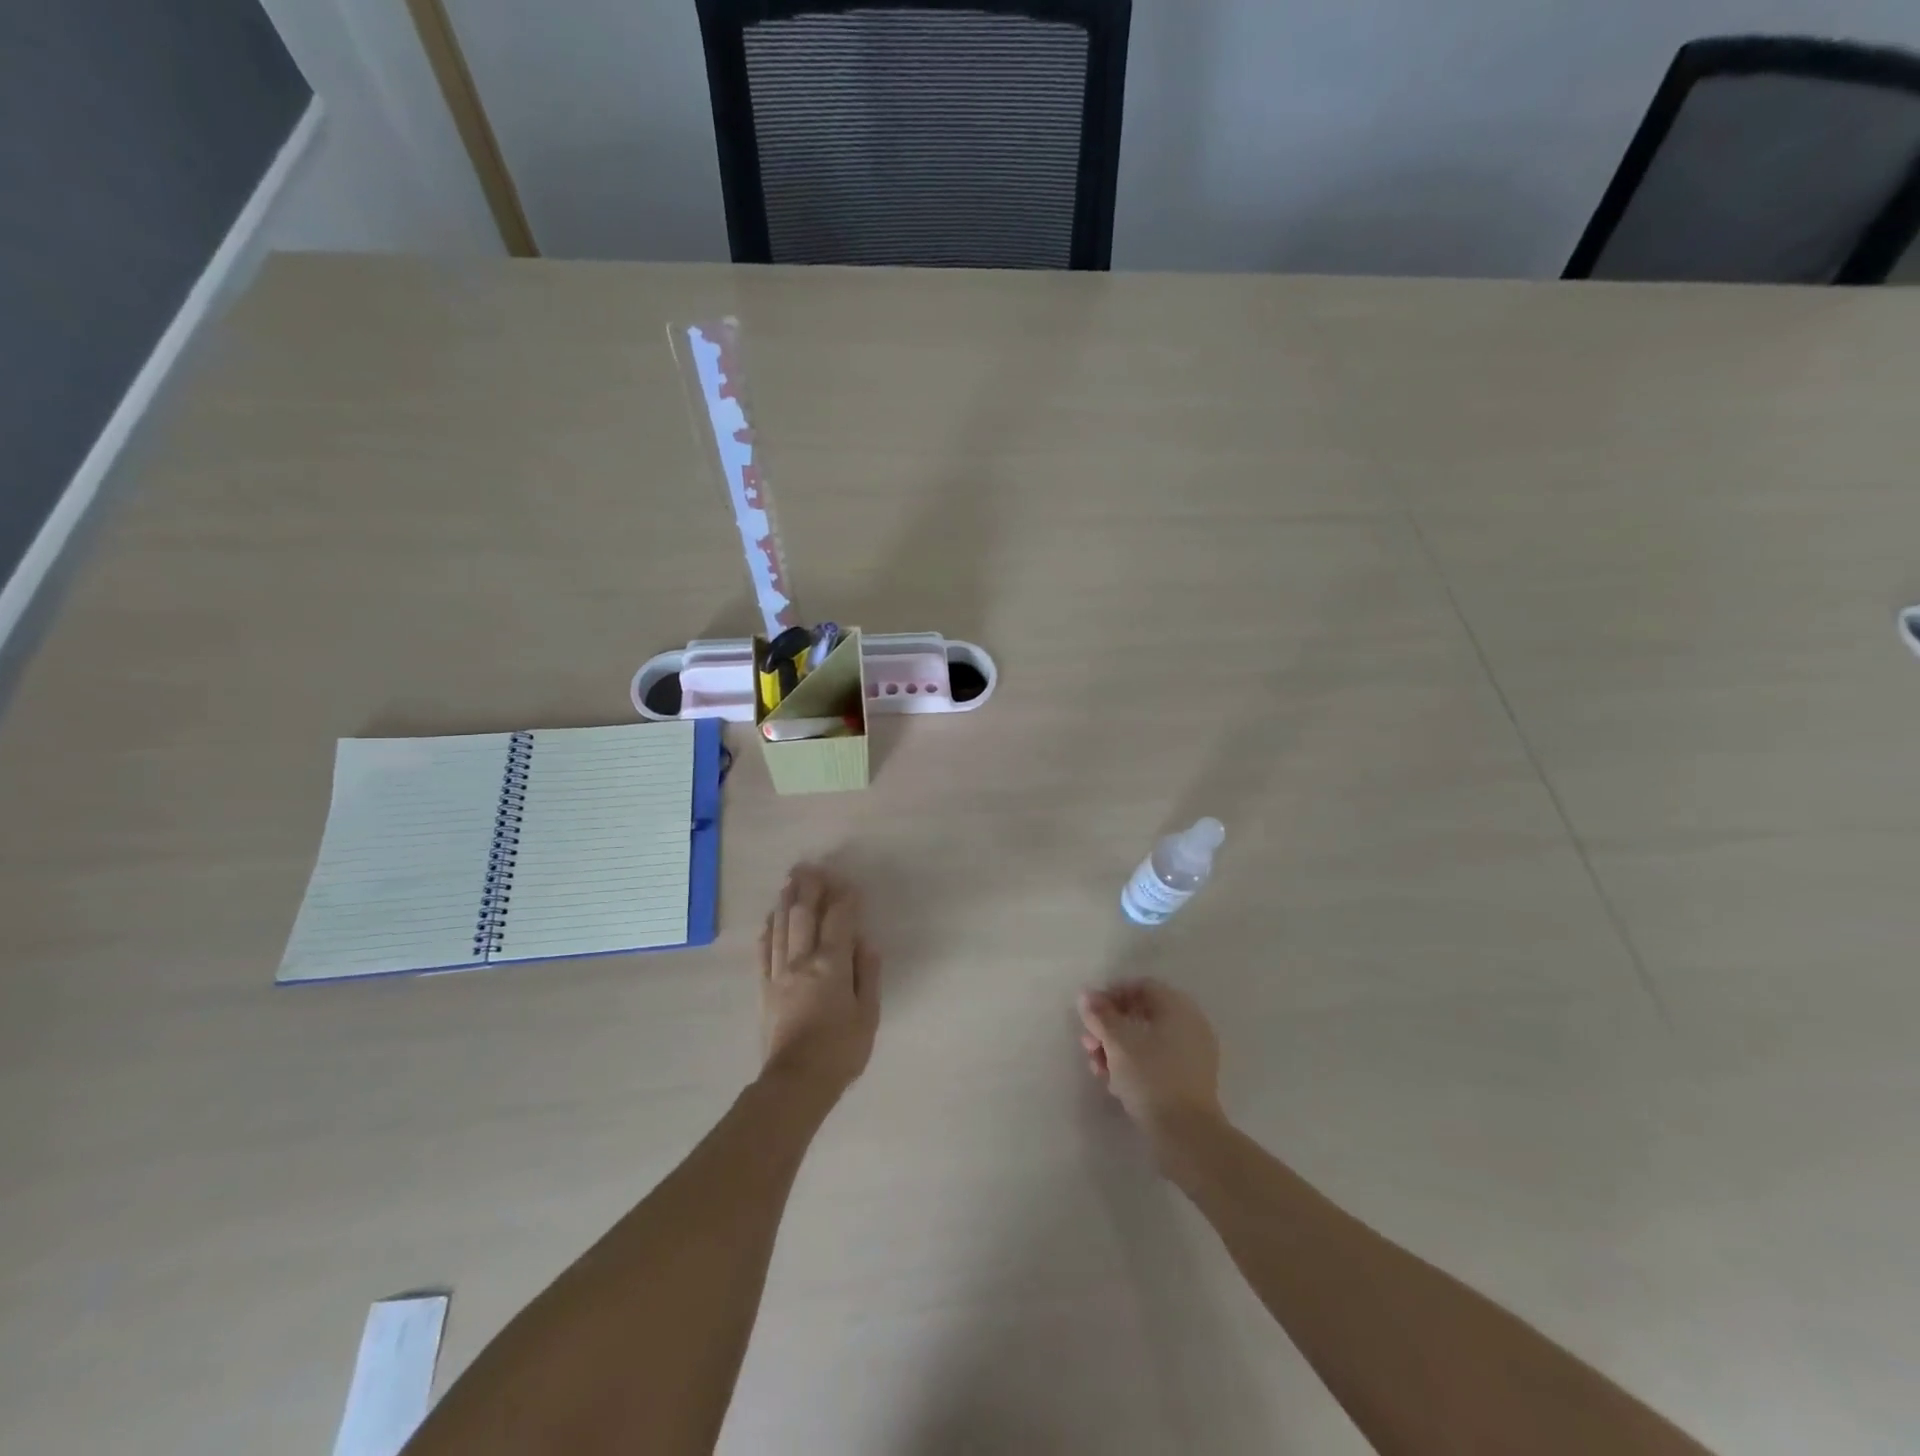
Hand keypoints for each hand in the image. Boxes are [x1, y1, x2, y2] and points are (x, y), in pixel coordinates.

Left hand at [759, 864, 881, 1097]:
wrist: (796, 1083)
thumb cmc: (841, 1050)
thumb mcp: (869, 1014)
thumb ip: (867, 974)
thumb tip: (865, 942)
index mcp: (832, 964)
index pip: (839, 920)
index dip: (845, 899)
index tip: (849, 884)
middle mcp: (803, 960)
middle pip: (805, 915)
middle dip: (810, 888)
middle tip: (811, 867)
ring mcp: (779, 973)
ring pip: (782, 927)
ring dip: (787, 901)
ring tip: (790, 880)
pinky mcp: (764, 988)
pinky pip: (763, 951)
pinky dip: (768, 930)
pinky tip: (771, 918)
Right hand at [1078, 979, 1223, 1134]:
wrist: (1187, 1136)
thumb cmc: (1151, 1077)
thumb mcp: (1118, 1042)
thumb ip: (1100, 1015)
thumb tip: (1086, 995)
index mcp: (1178, 1008)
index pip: (1141, 987)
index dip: (1111, 995)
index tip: (1089, 1013)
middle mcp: (1189, 1025)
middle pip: (1141, 1014)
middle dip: (1110, 1027)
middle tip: (1088, 1043)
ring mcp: (1191, 1055)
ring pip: (1146, 1041)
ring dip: (1116, 1049)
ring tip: (1096, 1067)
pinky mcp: (1188, 1081)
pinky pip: (1156, 1062)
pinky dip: (1133, 1066)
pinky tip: (1113, 1083)